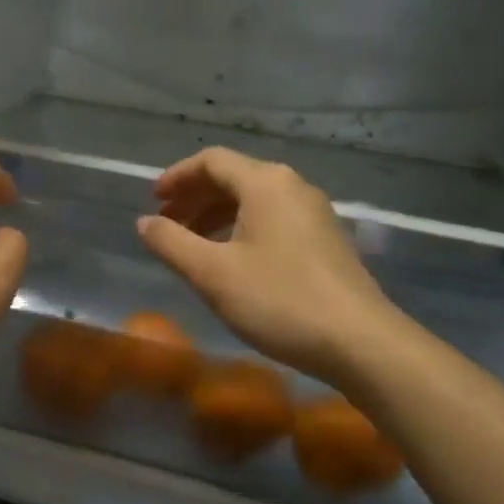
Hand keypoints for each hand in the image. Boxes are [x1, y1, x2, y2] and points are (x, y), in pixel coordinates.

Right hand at [136, 148, 400, 382]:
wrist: (360, 342)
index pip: (211, 161)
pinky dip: (240, 229)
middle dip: (194, 197)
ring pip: (253, 201)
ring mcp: (314, 214)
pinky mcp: (325, 241)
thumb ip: (170, 243)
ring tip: (190, 244)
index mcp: (265, 183)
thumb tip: (144, 222)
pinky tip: (230, 261)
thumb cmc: (278, 300)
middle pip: (234, 177)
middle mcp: (292, 187)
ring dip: (215, 215)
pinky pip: (272, 220)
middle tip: (165, 224)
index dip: (176, 177)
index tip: (152, 201)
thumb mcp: (211, 273)